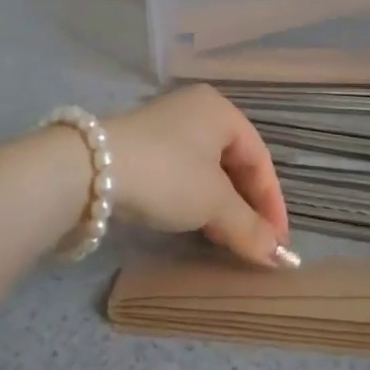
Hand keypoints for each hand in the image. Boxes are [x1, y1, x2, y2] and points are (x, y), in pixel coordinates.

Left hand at [105, 85, 296, 268]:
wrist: (88, 170)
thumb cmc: (167, 175)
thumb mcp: (213, 204)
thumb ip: (250, 228)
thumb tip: (281, 258)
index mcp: (221, 111)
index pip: (260, 159)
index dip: (273, 203)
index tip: (277, 242)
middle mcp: (196, 110)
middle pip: (234, 163)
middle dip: (246, 206)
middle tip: (253, 242)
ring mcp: (165, 126)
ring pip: (207, 171)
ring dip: (221, 207)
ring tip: (226, 239)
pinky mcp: (140, 146)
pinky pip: (181, 173)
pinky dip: (194, 199)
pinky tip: (194, 223)